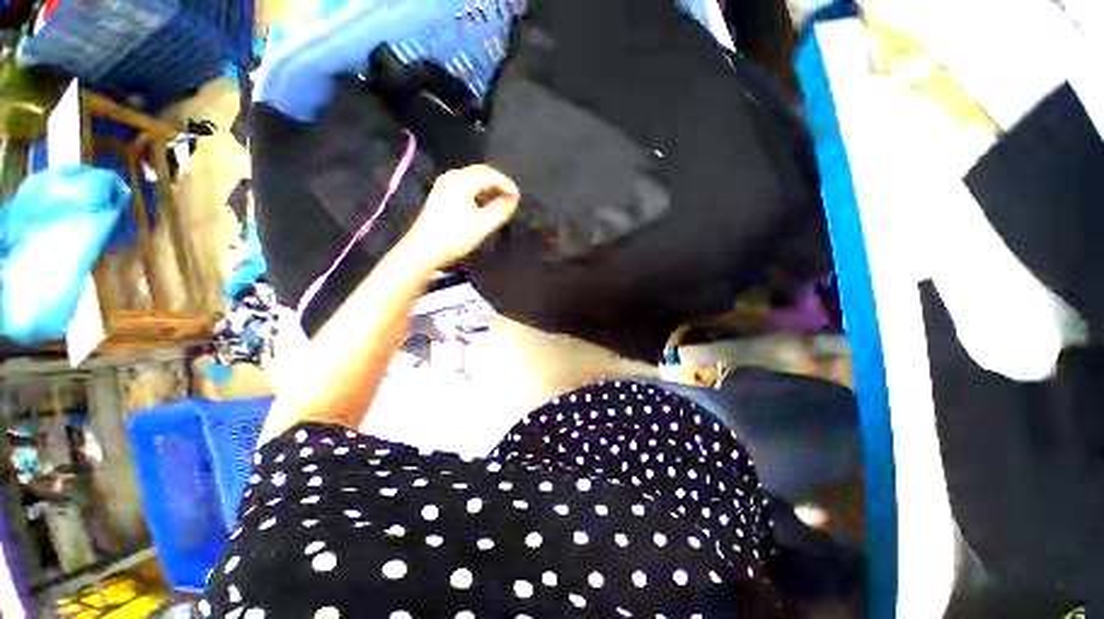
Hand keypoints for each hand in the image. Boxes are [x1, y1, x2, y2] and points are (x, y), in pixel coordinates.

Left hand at [400, 165, 519, 270]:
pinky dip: (478, 194)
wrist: (423, 252)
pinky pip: (465, 188)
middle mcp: (452, 178)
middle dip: (498, 184)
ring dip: (489, 189)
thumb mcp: (483, 224)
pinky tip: (484, 207)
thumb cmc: (454, 237)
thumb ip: (501, 209)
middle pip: (481, 173)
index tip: (519, 199)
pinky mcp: (441, 197)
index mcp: (461, 180)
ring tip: (500, 205)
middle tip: (511, 200)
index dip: (508, 185)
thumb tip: (514, 199)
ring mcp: (444, 187)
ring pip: (473, 181)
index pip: (491, 175)